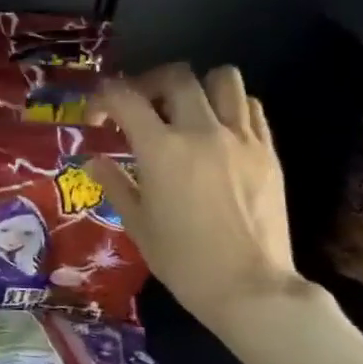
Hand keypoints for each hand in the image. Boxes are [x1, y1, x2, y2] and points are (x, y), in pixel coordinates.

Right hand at [87, 64, 302, 331]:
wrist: (250, 287)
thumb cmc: (183, 261)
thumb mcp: (138, 224)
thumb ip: (115, 184)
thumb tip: (94, 160)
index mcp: (161, 150)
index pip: (125, 98)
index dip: (104, 98)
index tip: (99, 118)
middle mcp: (201, 132)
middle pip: (176, 76)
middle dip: (149, 83)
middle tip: (140, 108)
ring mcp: (241, 138)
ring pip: (223, 79)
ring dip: (197, 87)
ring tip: (185, 111)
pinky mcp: (268, 151)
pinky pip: (250, 107)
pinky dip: (229, 107)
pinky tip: (217, 131)